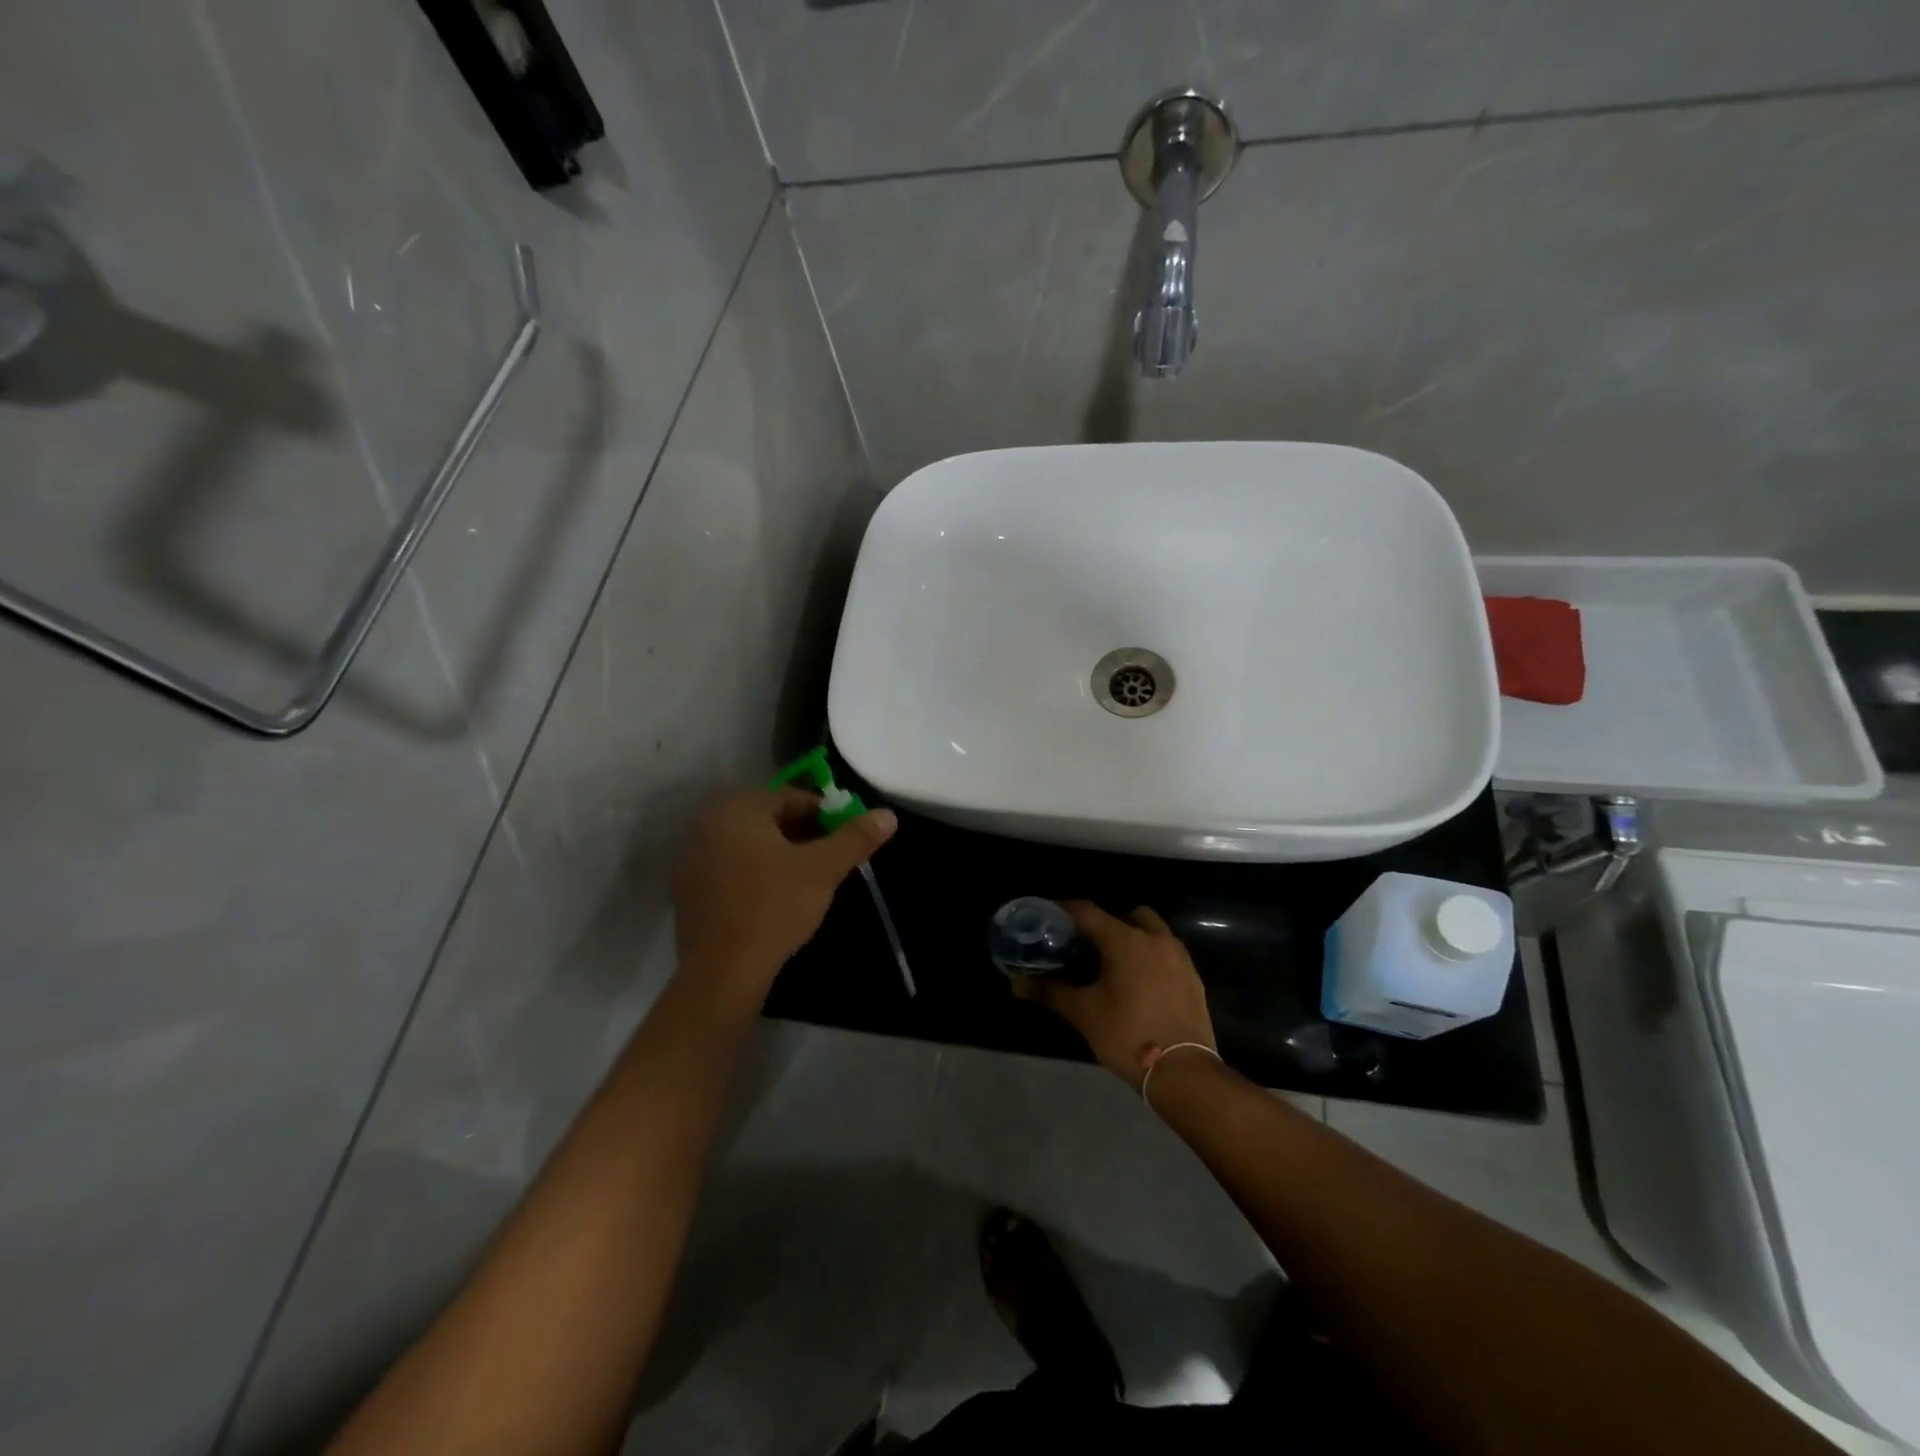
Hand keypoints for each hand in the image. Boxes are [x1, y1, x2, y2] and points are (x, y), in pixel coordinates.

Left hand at [671, 788, 897, 1009]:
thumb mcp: (822, 870)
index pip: (791, 797)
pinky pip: (731, 870)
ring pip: (750, 846)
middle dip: (804, 835)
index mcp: (737, 809)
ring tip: (809, 881)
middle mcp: (707, 825)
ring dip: (781, 855)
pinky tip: (776, 901)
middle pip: (768, 819)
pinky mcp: (688, 893)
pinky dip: (757, 875)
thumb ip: (855, 838)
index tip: (847, 838)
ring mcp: (692, 860)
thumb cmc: (773, 908)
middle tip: (831, 860)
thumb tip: (888, 815)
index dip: (826, 814)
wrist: (721, 973)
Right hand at [1012, 902, 1215, 1089]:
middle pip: (1127, 915)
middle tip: (1085, 943)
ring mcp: (1179, 958)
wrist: (1183, 1071)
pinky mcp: (1193, 978)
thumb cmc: (1127, 1034)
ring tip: (1111, 964)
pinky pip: (1166, 954)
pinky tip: (1137, 984)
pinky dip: (1150, 958)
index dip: (1064, 910)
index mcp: (1125, 939)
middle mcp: (1155, 939)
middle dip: (1105, 923)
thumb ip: (1050, 992)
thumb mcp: (1083, 1013)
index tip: (1048, 916)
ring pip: (1152, 932)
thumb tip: (1016, 983)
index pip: (1088, 911)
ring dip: (1131, 938)